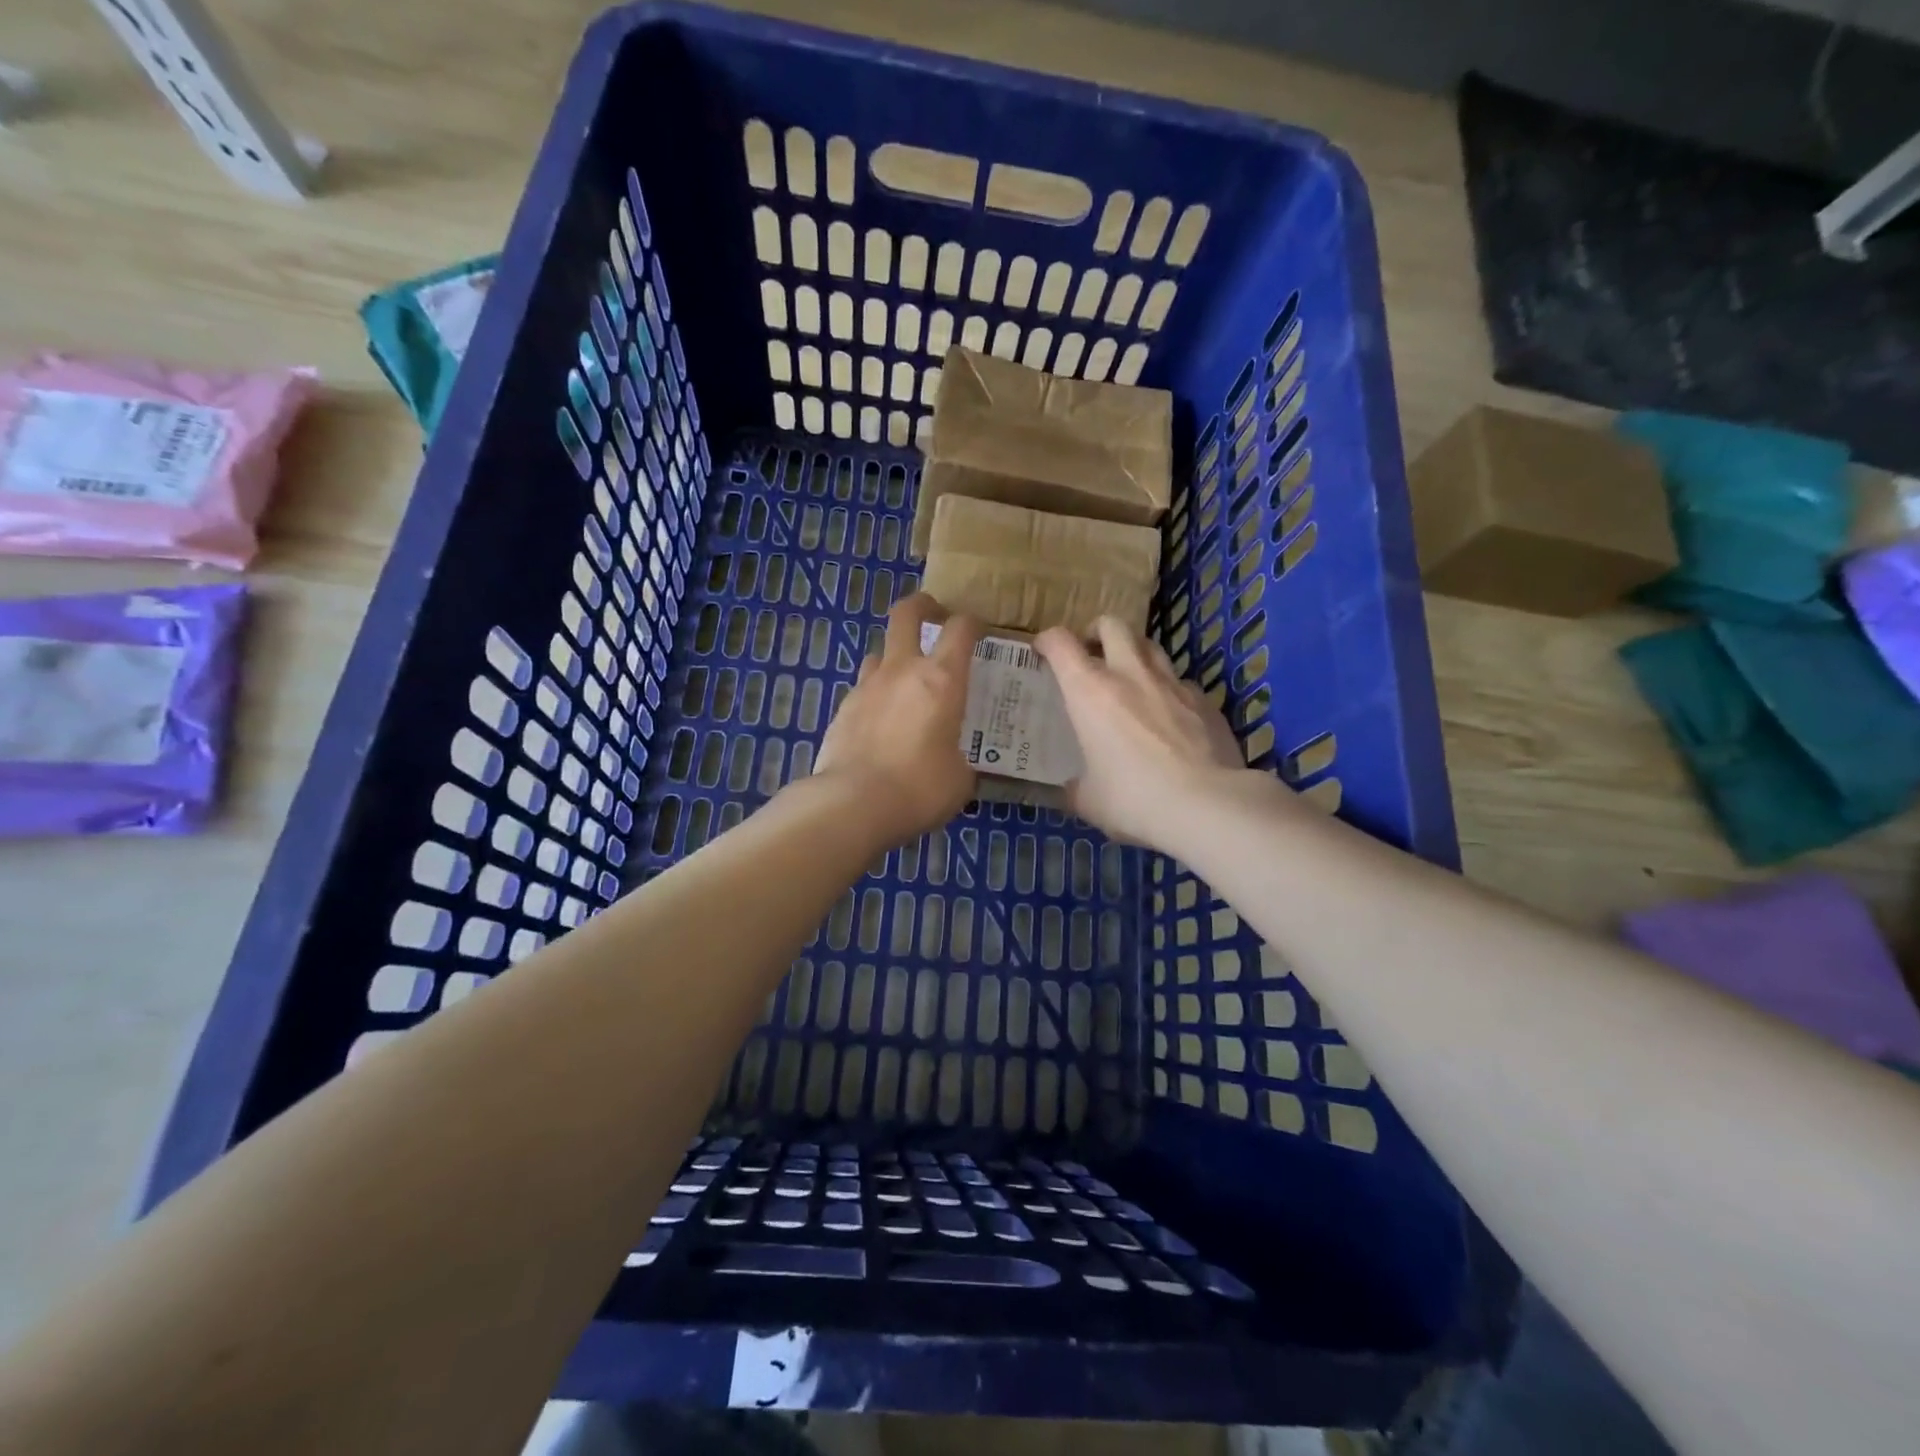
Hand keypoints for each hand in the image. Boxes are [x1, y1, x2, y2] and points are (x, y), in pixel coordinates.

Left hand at [815, 593, 981, 847]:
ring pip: (880, 652)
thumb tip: (958, 763)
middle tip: (934, 614)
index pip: (960, 629)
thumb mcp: (960, 779)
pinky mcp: (842, 709)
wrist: (852, 804)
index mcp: (941, 680)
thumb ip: (962, 758)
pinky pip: (863, 689)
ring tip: (906, 682)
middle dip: (922, 605)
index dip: (972, 623)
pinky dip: (876, 695)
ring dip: (895, 657)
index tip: (979, 631)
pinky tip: (882, 723)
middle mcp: (902, 671)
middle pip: (906, 614)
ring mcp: (866, 686)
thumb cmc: (919, 788)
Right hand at [1035, 617, 1259, 850]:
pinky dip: (1168, 691)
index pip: (1060, 643)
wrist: (1208, 806)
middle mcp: (1130, 675)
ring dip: (1134, 654)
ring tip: (1130, 680)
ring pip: (1150, 646)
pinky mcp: (1205, 701)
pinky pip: (1181, 683)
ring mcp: (1172, 684)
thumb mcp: (1089, 801)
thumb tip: (1073, 789)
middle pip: (1112, 625)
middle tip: (1091, 653)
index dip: (1047, 641)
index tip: (1042, 652)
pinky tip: (1169, 718)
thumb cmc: (1134, 799)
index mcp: (1090, 692)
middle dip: (1096, 632)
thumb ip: (1076, 787)